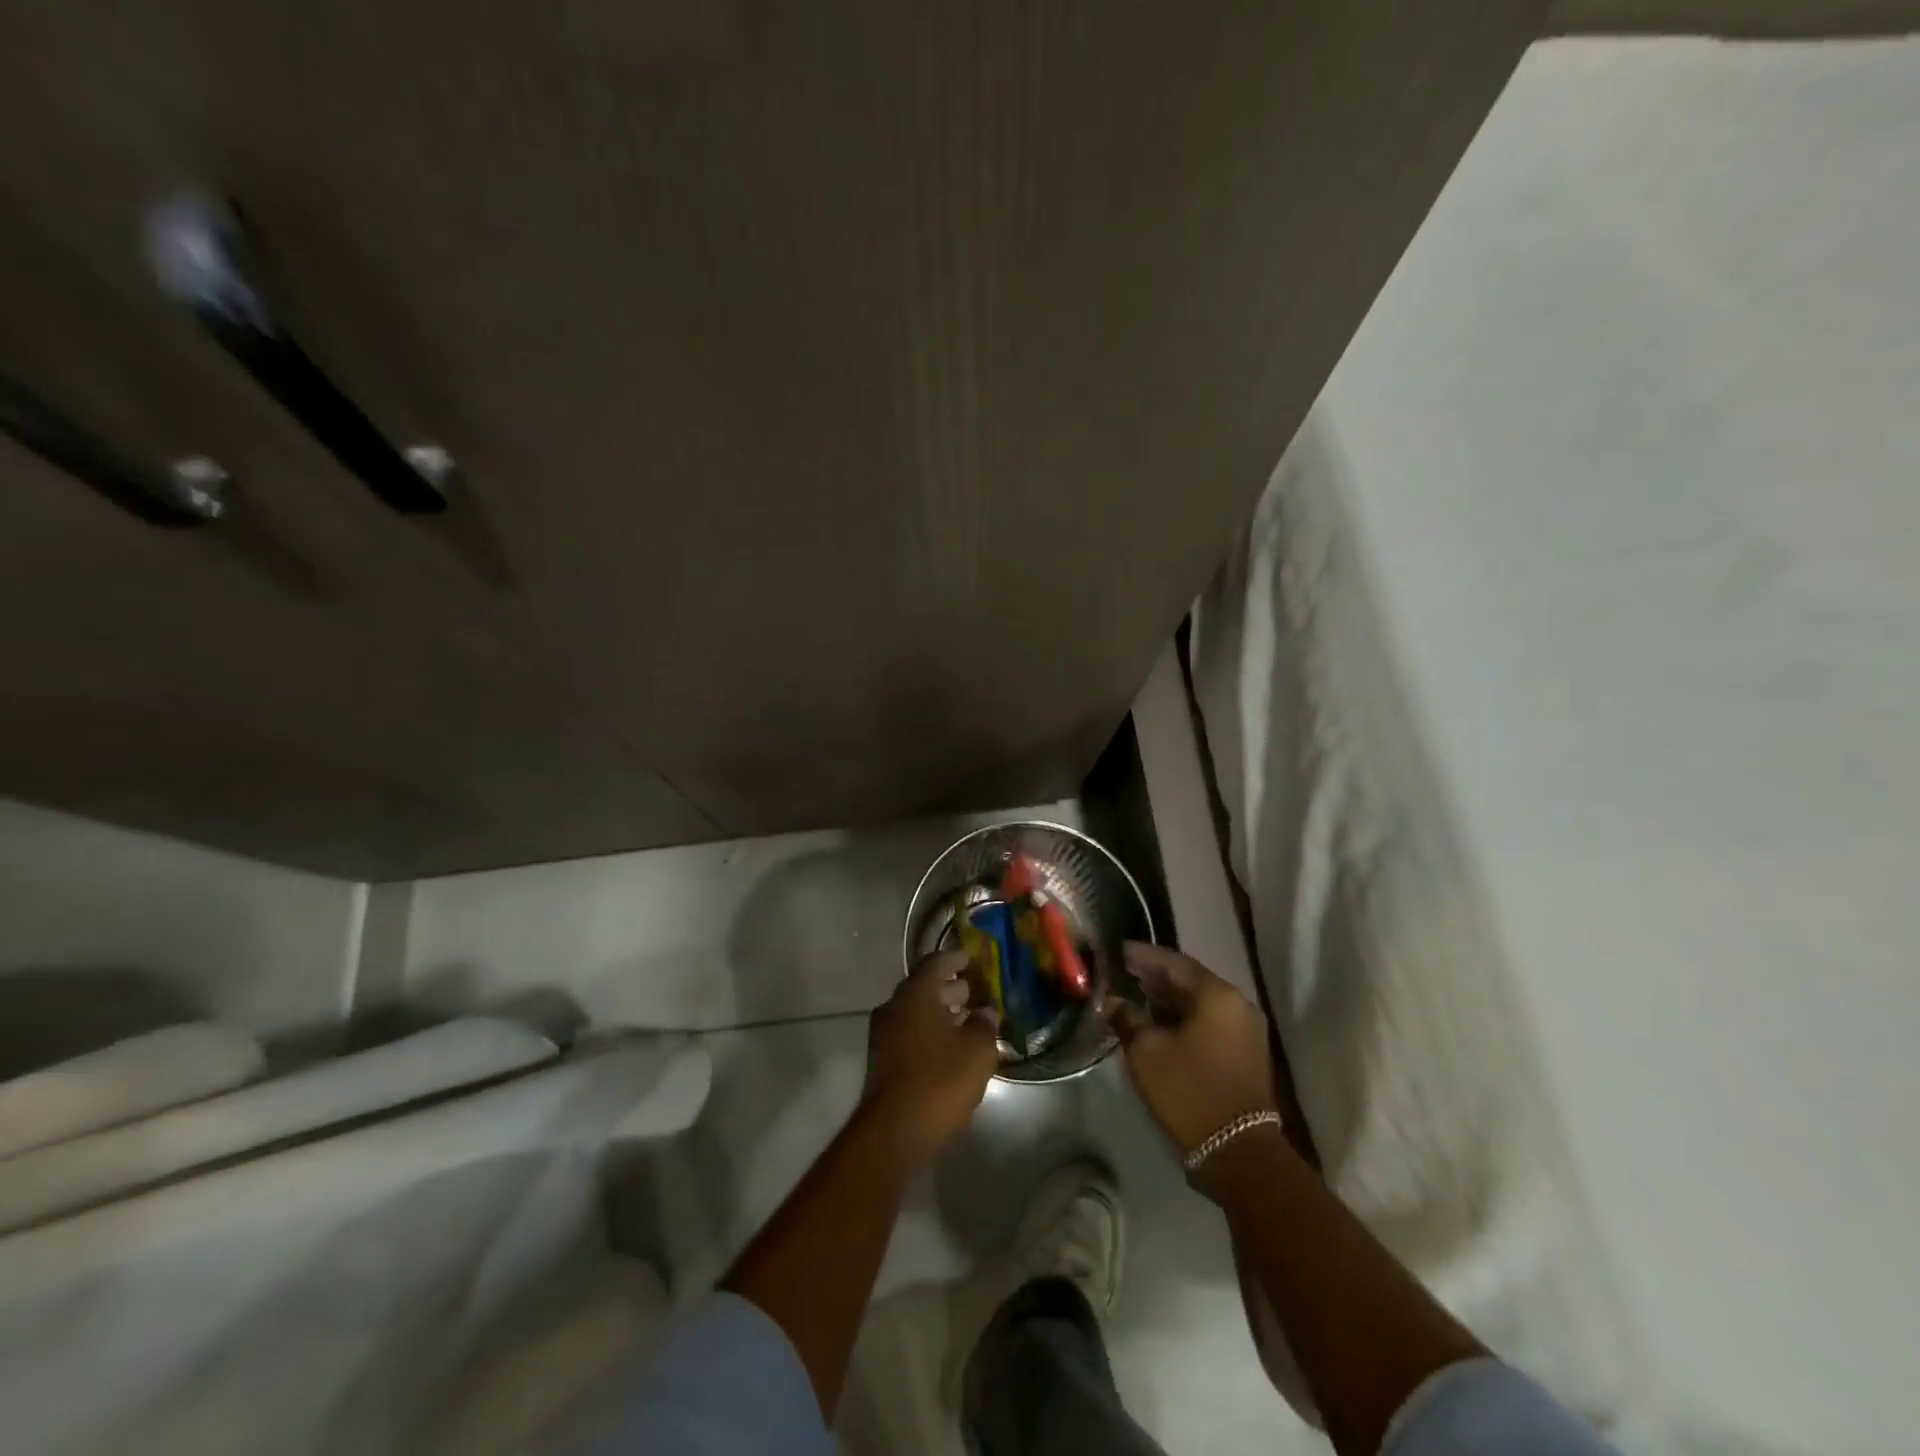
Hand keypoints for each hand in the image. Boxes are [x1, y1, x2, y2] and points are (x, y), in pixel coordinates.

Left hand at [860, 951, 1000, 1165]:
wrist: (893, 1132)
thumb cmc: (939, 1080)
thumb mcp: (977, 1051)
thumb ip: (984, 1025)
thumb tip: (985, 1013)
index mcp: (915, 994)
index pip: (935, 963)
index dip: (955, 958)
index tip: (971, 959)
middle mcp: (894, 1007)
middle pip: (923, 988)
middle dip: (949, 988)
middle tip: (974, 992)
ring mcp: (883, 1035)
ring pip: (915, 1013)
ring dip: (939, 1013)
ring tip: (967, 1021)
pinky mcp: (882, 1061)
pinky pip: (909, 1034)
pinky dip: (929, 1033)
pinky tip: (949, 1048)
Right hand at [1106, 941, 1276, 1166]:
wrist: (1238, 1153)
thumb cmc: (1189, 1091)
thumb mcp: (1146, 1051)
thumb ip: (1127, 1017)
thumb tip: (1113, 1001)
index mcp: (1217, 994)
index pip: (1173, 962)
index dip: (1142, 955)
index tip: (1117, 950)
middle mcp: (1237, 1004)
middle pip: (1189, 980)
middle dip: (1155, 976)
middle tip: (1123, 971)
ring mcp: (1245, 1030)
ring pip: (1199, 1002)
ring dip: (1168, 998)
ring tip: (1135, 995)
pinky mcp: (1245, 1053)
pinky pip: (1209, 1022)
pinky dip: (1183, 1017)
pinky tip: (1157, 1022)